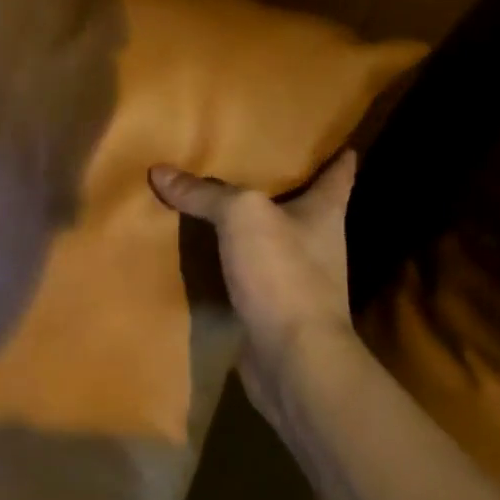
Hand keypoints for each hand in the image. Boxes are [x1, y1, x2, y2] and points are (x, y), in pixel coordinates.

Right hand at [148, 151, 362, 432]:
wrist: (292, 360)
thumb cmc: (283, 274)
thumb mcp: (242, 217)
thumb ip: (204, 193)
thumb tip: (160, 171)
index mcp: (324, 214)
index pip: (339, 175)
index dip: (338, 155)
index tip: (336, 139)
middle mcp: (317, 243)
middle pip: (303, 205)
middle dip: (283, 185)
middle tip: (251, 157)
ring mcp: (296, 280)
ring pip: (270, 240)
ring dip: (249, 225)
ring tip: (215, 199)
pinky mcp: (270, 308)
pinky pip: (245, 273)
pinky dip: (227, 261)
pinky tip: (200, 250)